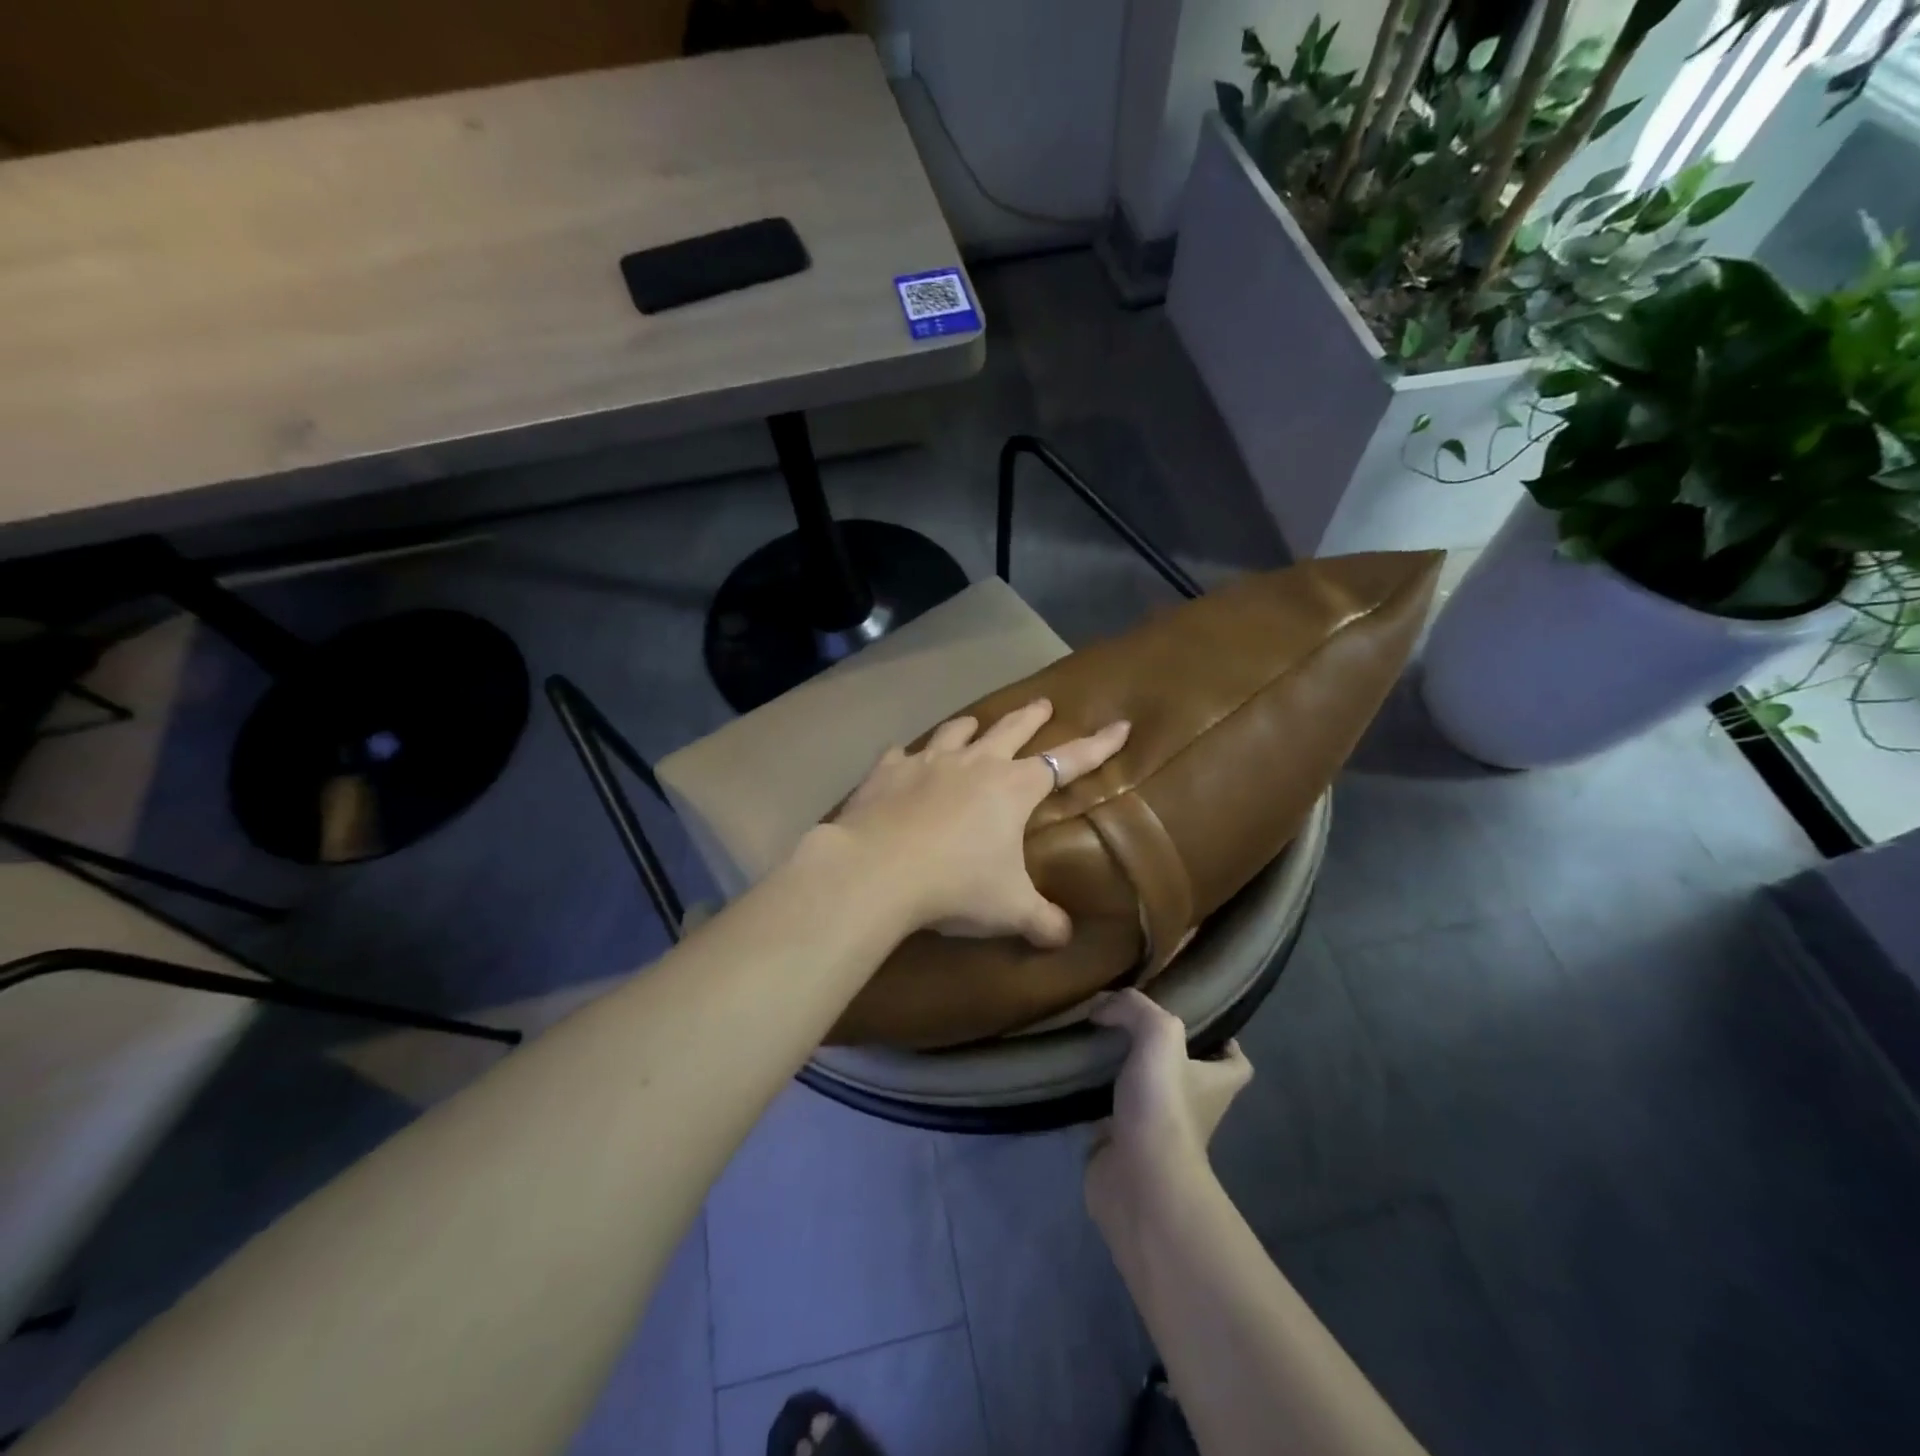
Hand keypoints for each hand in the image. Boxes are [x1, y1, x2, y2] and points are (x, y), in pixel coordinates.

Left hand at [827, 698, 1129, 946]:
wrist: (878, 869)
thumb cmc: (956, 885)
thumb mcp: (1010, 910)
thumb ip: (1042, 921)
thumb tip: (1063, 938)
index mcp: (1012, 788)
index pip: (1067, 762)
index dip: (1097, 746)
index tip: (1119, 726)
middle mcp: (974, 763)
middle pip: (1010, 729)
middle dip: (1031, 717)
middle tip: (1043, 704)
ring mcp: (928, 762)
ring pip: (956, 731)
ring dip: (969, 725)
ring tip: (973, 723)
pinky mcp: (887, 770)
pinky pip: (900, 753)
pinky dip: (907, 754)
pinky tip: (903, 757)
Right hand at [1085, 989, 1251, 1219]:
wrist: (1139, 1180)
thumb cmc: (1164, 1105)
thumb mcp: (1159, 1035)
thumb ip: (1134, 1008)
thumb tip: (1103, 1006)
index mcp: (1215, 1083)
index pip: (1236, 1062)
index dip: (1223, 1040)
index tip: (1195, 1020)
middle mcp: (1193, 1107)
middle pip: (1185, 1073)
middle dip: (1159, 1051)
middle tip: (1127, 1022)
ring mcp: (1157, 1130)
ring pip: (1144, 1092)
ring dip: (1123, 1072)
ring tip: (1095, 1041)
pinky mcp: (1123, 1146)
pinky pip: (1109, 1114)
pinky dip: (1093, 1098)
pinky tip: (1074, 1074)